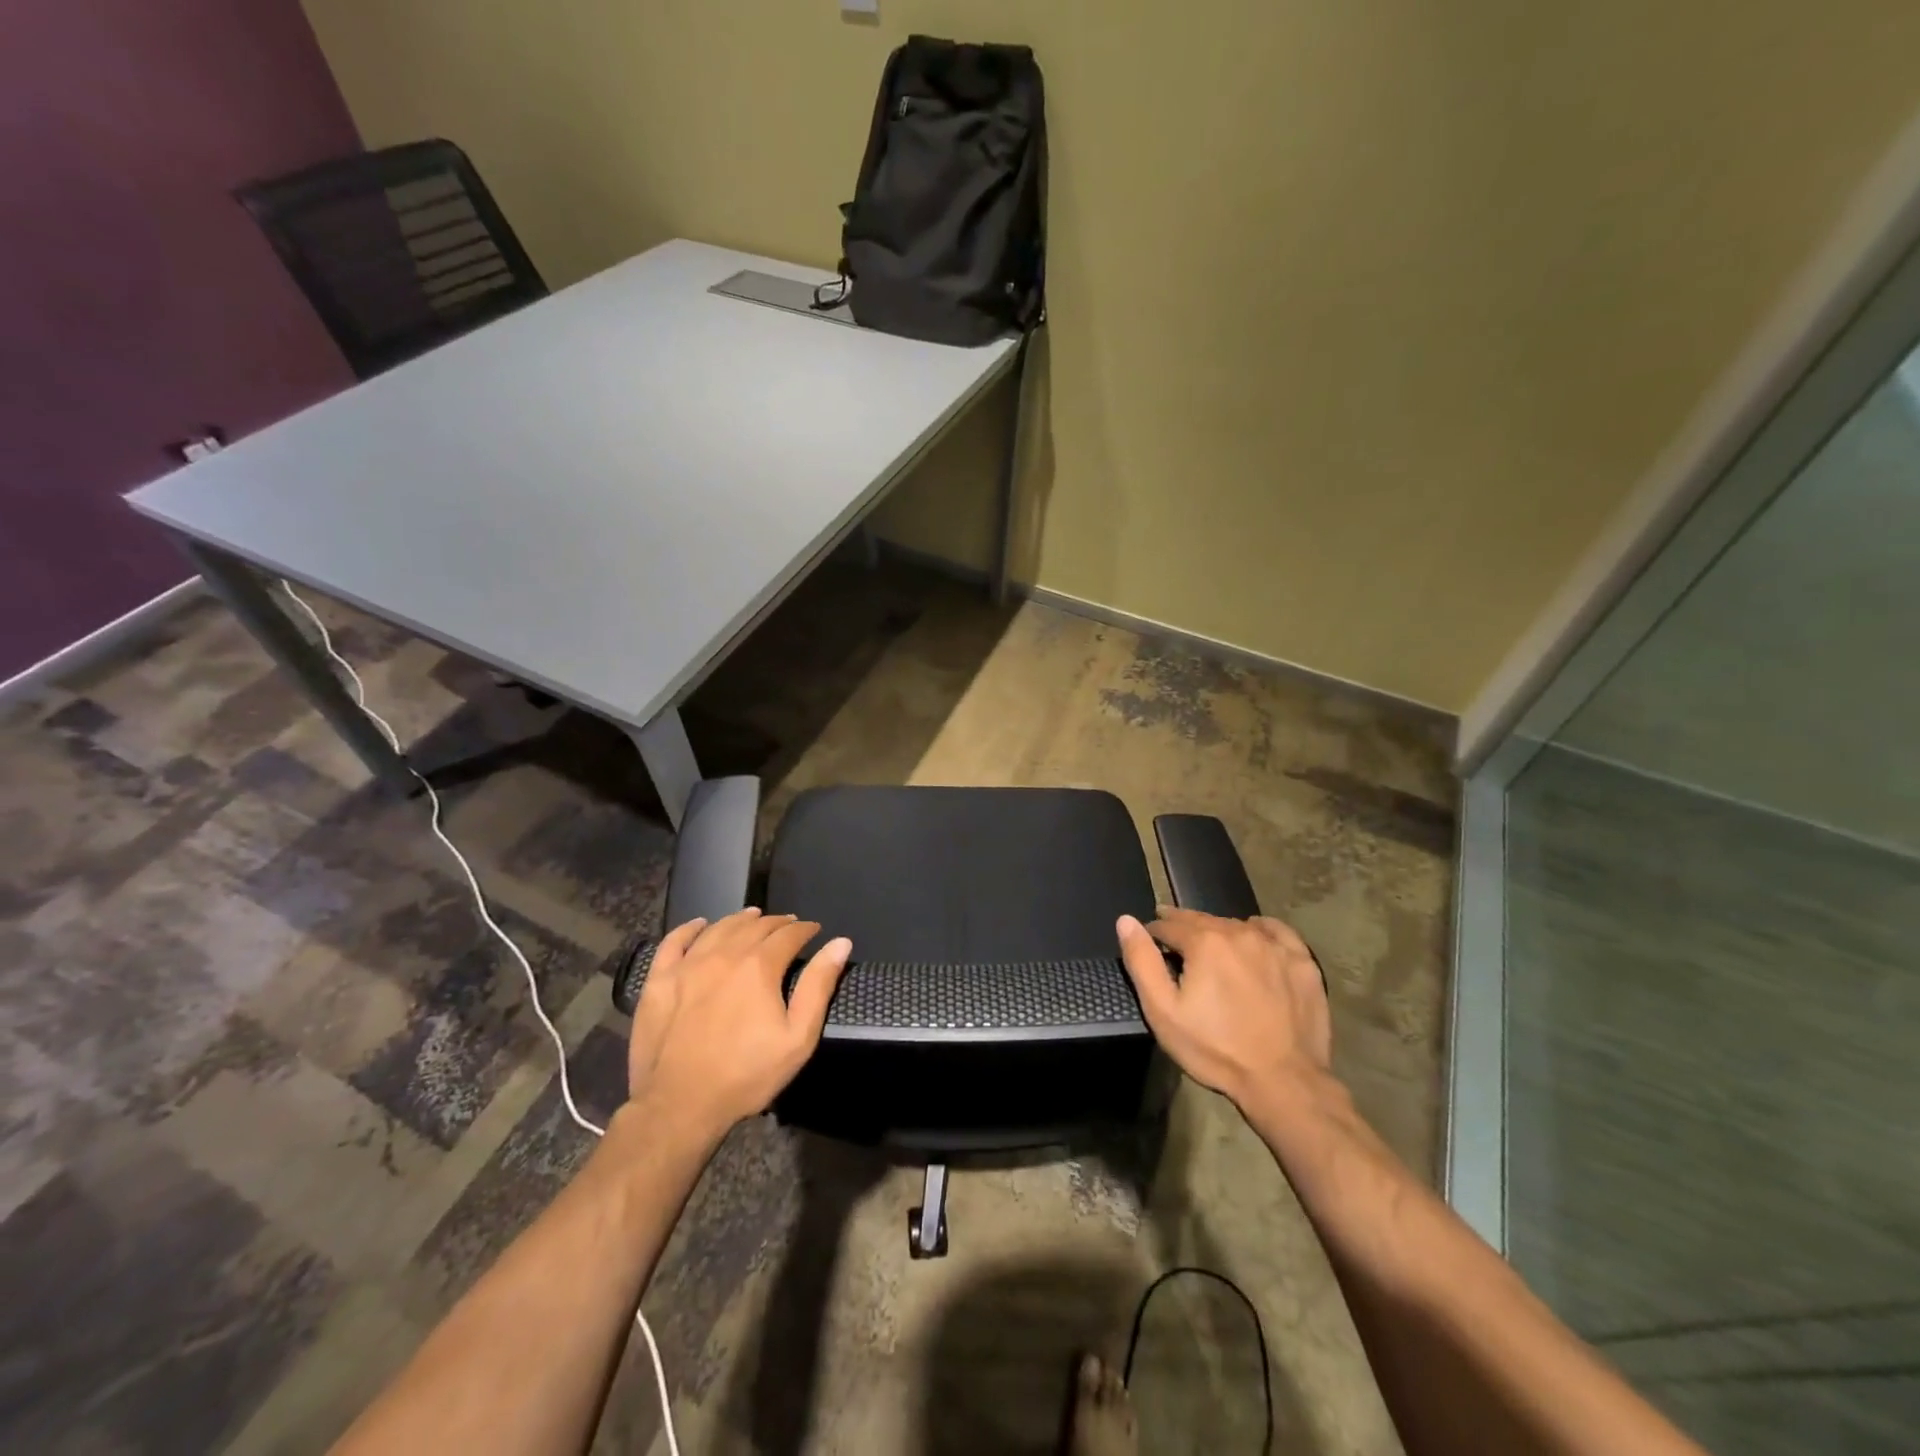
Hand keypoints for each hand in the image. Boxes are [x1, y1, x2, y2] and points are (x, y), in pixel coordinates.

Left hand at [626, 908, 851, 1139]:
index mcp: (759, 966)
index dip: (805, 929)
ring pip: (719, 928)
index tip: (814, 930)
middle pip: (755, 926)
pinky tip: (700, 924)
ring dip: (740, 919)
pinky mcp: (659, 980)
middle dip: (777, 923)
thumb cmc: (746, 1074)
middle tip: (788, 925)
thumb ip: (819, 986)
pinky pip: (674, 941)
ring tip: (753, 917)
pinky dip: (690, 928)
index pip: (788, 934)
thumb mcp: (798, 1037)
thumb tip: (841, 942)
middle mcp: (724, 954)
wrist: (679, 1105)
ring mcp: (687, 965)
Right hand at [1116, 907, 1331, 1110]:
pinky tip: (1254, 941)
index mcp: (1205, 941)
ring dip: (1219, 932)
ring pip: (1236, 925)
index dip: (1155, 933)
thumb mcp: (1164, 1012)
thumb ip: (1141, 961)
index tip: (1150, 944)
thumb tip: (1126, 921)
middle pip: (1202, 920)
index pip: (1169, 925)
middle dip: (1185, 929)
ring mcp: (1275, 945)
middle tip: (1176, 943)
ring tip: (1211, 949)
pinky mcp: (1302, 961)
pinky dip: (1260, 930)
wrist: (1283, 1082)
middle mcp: (1239, 932)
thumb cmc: (1216, 1049)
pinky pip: (1276, 931)